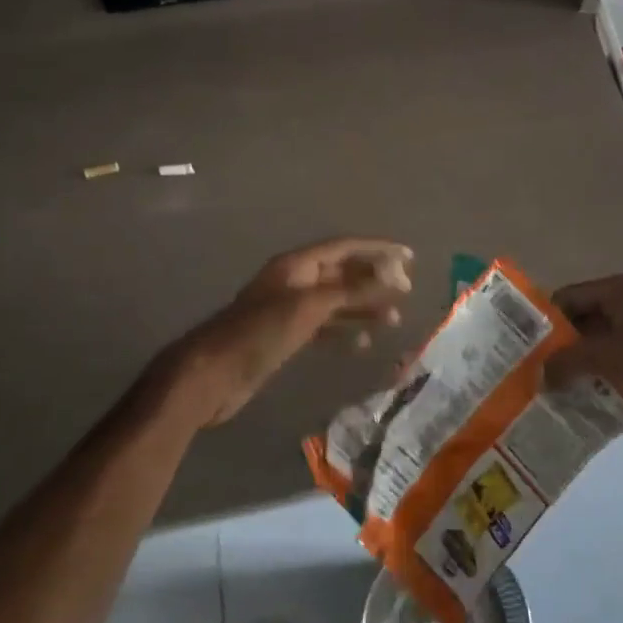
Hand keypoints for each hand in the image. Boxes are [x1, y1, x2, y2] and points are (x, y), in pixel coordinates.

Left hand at [157, 237, 413, 427]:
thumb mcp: (310, 307)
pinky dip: (344, 332)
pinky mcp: (286, 336)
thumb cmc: (261, 333)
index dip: (377, 250)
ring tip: (393, 319)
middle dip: (374, 280)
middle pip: (342, 273)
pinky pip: (324, 326)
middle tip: (407, 291)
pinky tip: (363, 343)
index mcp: (297, 265)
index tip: (409, 257)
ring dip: (364, 308)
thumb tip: (393, 276)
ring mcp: (289, 309)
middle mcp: (295, 281)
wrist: (213, 375)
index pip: (345, 247)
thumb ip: (352, 291)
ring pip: (336, 301)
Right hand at [546, 274, 622, 427]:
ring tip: (550, 386)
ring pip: (597, 344)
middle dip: (559, 344)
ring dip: (578, 363)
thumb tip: (539, 376)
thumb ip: (569, 362)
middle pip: (581, 320)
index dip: (545, 318)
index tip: (522, 345)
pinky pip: (615, 361)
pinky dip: (598, 375)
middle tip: (532, 369)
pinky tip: (581, 396)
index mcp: (618, 291)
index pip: (568, 297)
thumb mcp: (610, 355)